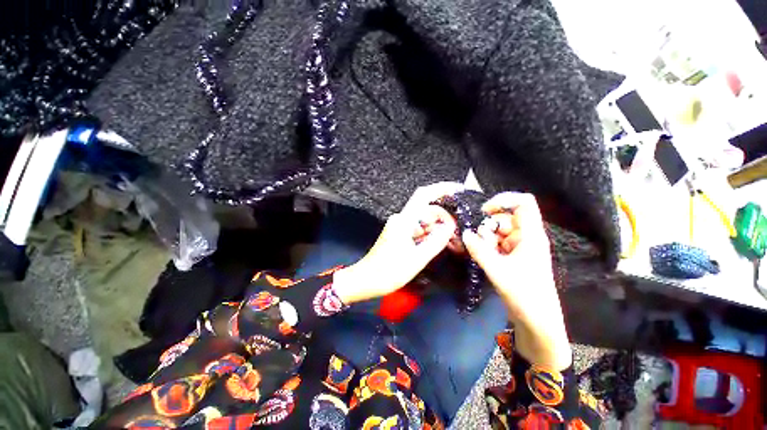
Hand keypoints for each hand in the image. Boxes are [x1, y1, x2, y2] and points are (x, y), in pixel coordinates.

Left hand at [334, 183, 462, 304]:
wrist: (366, 279)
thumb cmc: (388, 271)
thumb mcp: (417, 258)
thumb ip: (436, 241)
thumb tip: (450, 227)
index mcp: (404, 220)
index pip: (424, 195)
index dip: (442, 189)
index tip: (458, 190)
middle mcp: (401, 219)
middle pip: (427, 210)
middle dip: (445, 219)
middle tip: (458, 233)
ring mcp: (400, 226)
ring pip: (424, 221)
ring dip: (438, 229)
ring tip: (453, 242)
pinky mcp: (400, 234)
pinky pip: (419, 229)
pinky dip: (430, 235)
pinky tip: (440, 244)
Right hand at [462, 192, 571, 369]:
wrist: (537, 320)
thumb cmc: (524, 294)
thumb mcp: (498, 270)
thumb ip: (479, 249)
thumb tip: (465, 233)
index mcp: (531, 235)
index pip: (524, 203)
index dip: (504, 200)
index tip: (484, 211)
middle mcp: (526, 237)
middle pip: (504, 218)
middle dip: (488, 227)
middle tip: (479, 243)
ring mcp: (519, 247)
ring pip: (498, 231)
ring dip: (486, 239)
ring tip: (481, 254)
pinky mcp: (513, 256)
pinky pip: (497, 243)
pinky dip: (487, 246)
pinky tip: (481, 256)